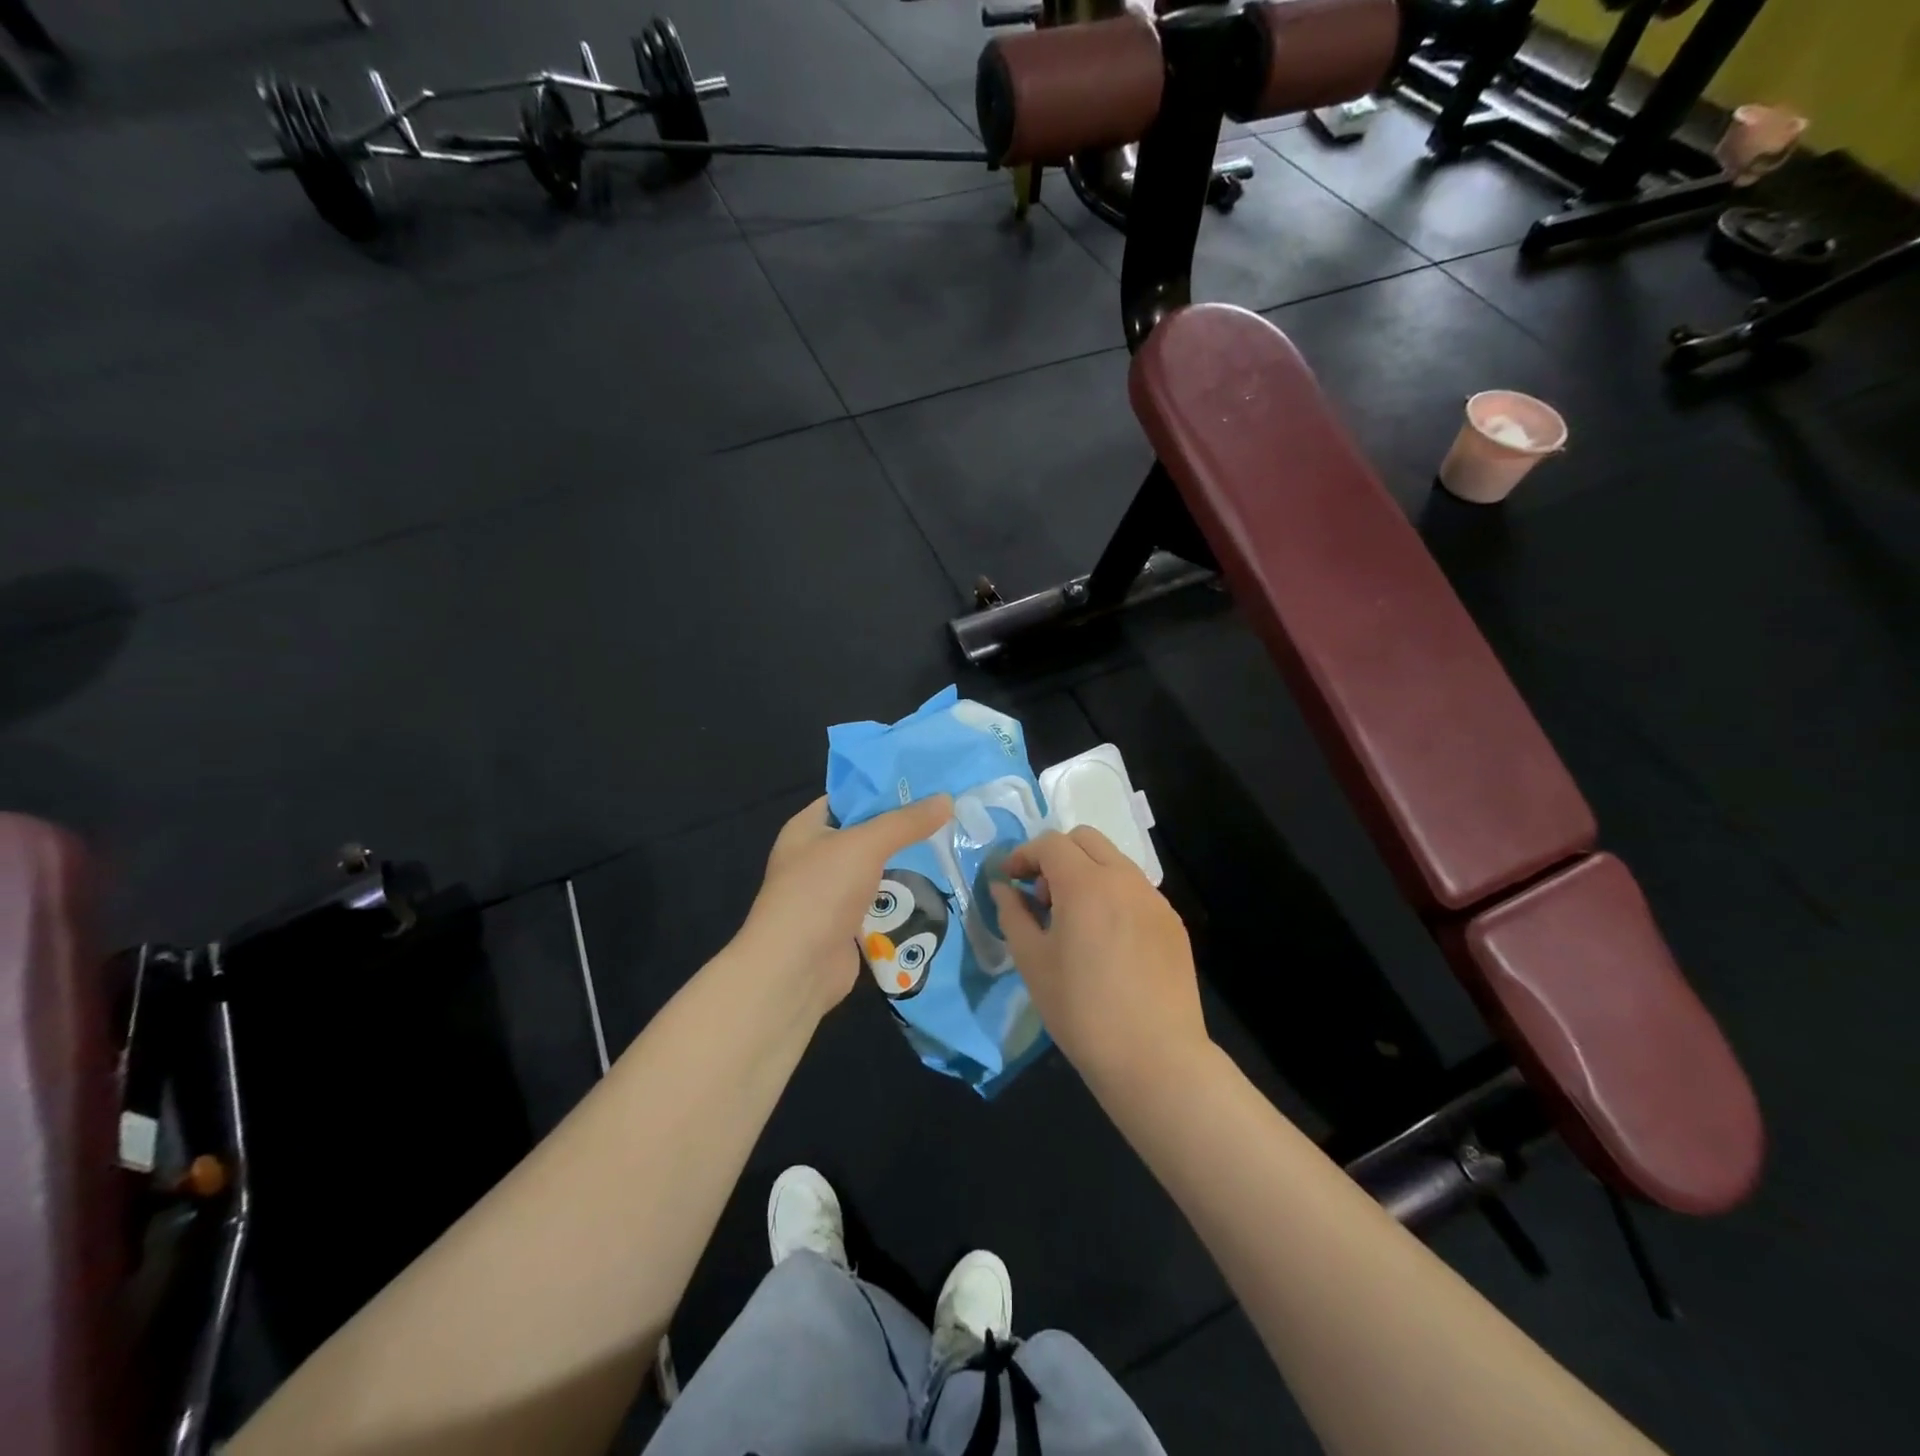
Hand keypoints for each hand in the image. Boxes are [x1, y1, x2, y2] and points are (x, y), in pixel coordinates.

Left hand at [737, 793, 953, 1013]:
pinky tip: (937, 885)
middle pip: (866, 833)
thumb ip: (905, 822)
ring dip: (907, 863)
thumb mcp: (865, 844)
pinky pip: (881, 902)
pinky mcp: (847, 924)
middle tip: (947, 814)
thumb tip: (947, 799)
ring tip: (951, 844)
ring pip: (876, 869)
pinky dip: (903, 896)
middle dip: (902, 827)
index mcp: (807, 828)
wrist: (796, 969)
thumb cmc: (820, 892)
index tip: (924, 782)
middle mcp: (816, 857)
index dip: (882, 788)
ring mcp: (831, 893)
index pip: (847, 797)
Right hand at [989, 828, 1207, 1086]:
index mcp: (1086, 884)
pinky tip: (1107, 942)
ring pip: (1114, 862)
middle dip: (1057, 856)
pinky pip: (1136, 890)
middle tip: (1042, 898)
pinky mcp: (1173, 923)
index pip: (1050, 844)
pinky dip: (1113, 896)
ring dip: (1087, 874)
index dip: (1023, 855)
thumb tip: (1003, 888)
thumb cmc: (1082, 1011)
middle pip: (1085, 840)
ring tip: (1075, 923)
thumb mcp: (1032, 962)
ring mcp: (1154, 899)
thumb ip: (1013, 915)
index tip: (1009, 880)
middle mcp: (1125, 879)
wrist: (1155, 1058)